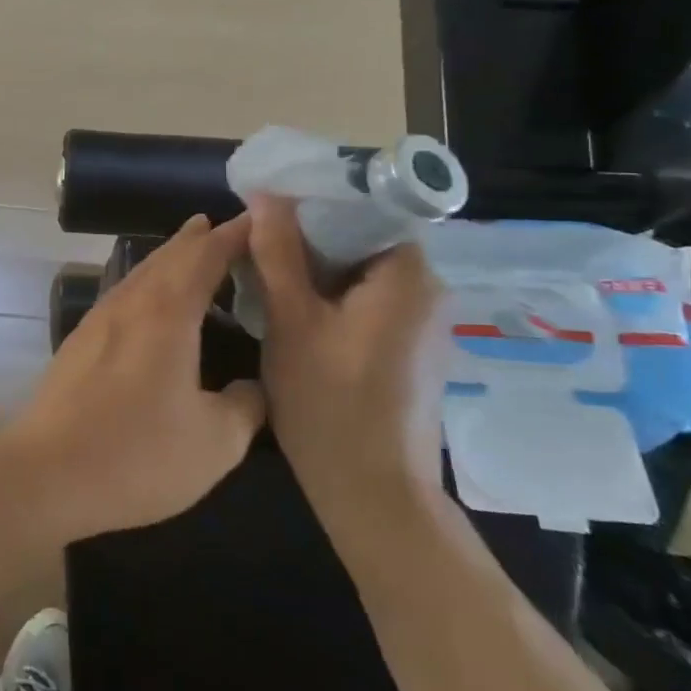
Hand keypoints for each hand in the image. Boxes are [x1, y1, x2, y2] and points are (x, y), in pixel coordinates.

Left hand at [0, 214, 265, 543]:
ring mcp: (98, 320)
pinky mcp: (80, 342)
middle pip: (168, 257)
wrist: (48, 472)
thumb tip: (252, 386)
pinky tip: (149, 303)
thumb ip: (245, 405)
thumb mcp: (216, 442)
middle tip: (222, 225)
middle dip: (198, 238)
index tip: (258, 220)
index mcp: (167, 314)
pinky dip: (147, 284)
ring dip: (168, 258)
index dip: (233, 236)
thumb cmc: (138, 454)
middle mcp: (130, 304)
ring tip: (189, 251)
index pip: (205, 257)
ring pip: (140, 274)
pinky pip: (123, 295)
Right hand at [245, 195, 445, 534]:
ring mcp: (424, 325)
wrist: (373, 495)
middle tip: (260, 241)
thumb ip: (278, 254)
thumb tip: (267, 195)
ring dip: (319, 269)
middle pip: (366, 239)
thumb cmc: (329, 404)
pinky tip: (297, 313)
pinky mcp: (412, 351)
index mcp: (408, 276)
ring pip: (364, 273)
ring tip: (269, 273)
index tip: (274, 205)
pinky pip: (371, 303)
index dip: (319, 200)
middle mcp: (429, 292)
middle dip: (312, 236)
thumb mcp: (291, 322)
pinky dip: (335, 298)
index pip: (371, 207)